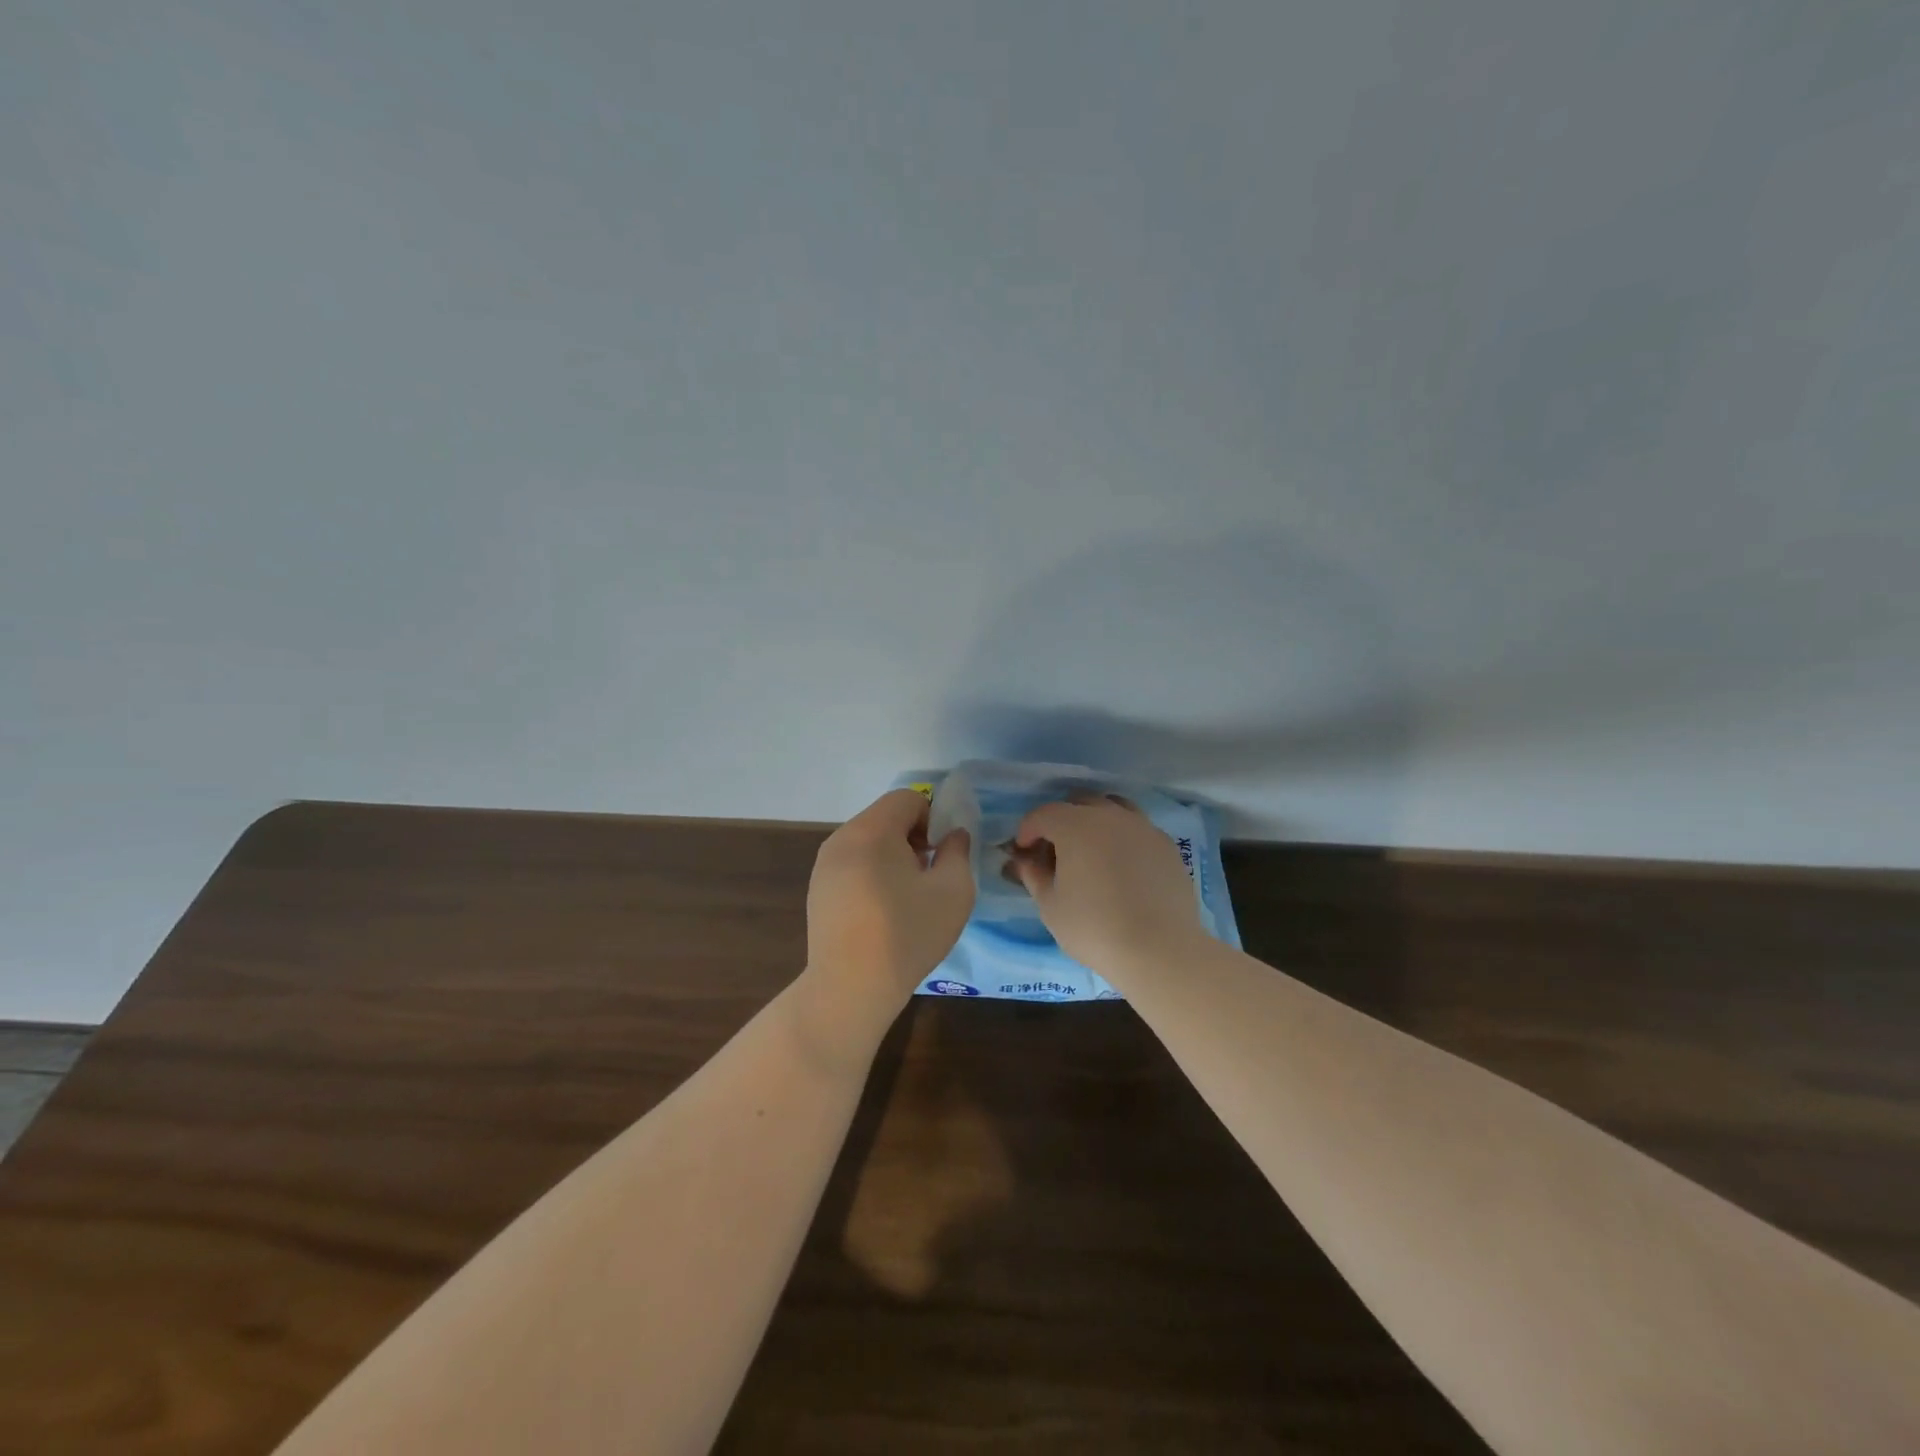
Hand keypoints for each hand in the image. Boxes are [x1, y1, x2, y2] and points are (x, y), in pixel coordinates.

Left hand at [805, 790, 974, 1020]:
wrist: (850, 988)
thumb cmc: (907, 933)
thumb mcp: (953, 890)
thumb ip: (958, 851)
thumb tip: (952, 836)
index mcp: (872, 830)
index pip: (907, 798)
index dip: (933, 818)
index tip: (941, 854)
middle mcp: (842, 838)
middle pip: (885, 817)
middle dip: (913, 837)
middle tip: (929, 875)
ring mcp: (824, 866)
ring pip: (868, 842)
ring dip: (893, 856)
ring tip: (908, 897)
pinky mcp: (818, 891)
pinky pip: (852, 865)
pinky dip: (872, 874)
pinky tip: (882, 913)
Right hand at [1011, 794, 1205, 974]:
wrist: (1160, 950)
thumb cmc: (1094, 928)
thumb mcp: (1051, 906)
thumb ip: (1034, 876)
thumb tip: (1025, 861)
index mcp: (1076, 826)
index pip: (1043, 814)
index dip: (1028, 830)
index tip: (1024, 852)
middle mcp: (1110, 816)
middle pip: (1079, 803)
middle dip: (1061, 821)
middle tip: (1055, 850)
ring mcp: (1143, 827)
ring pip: (1113, 809)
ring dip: (1095, 822)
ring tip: (1091, 852)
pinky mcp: (1167, 845)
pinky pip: (1138, 829)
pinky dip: (1123, 838)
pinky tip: (1122, 867)